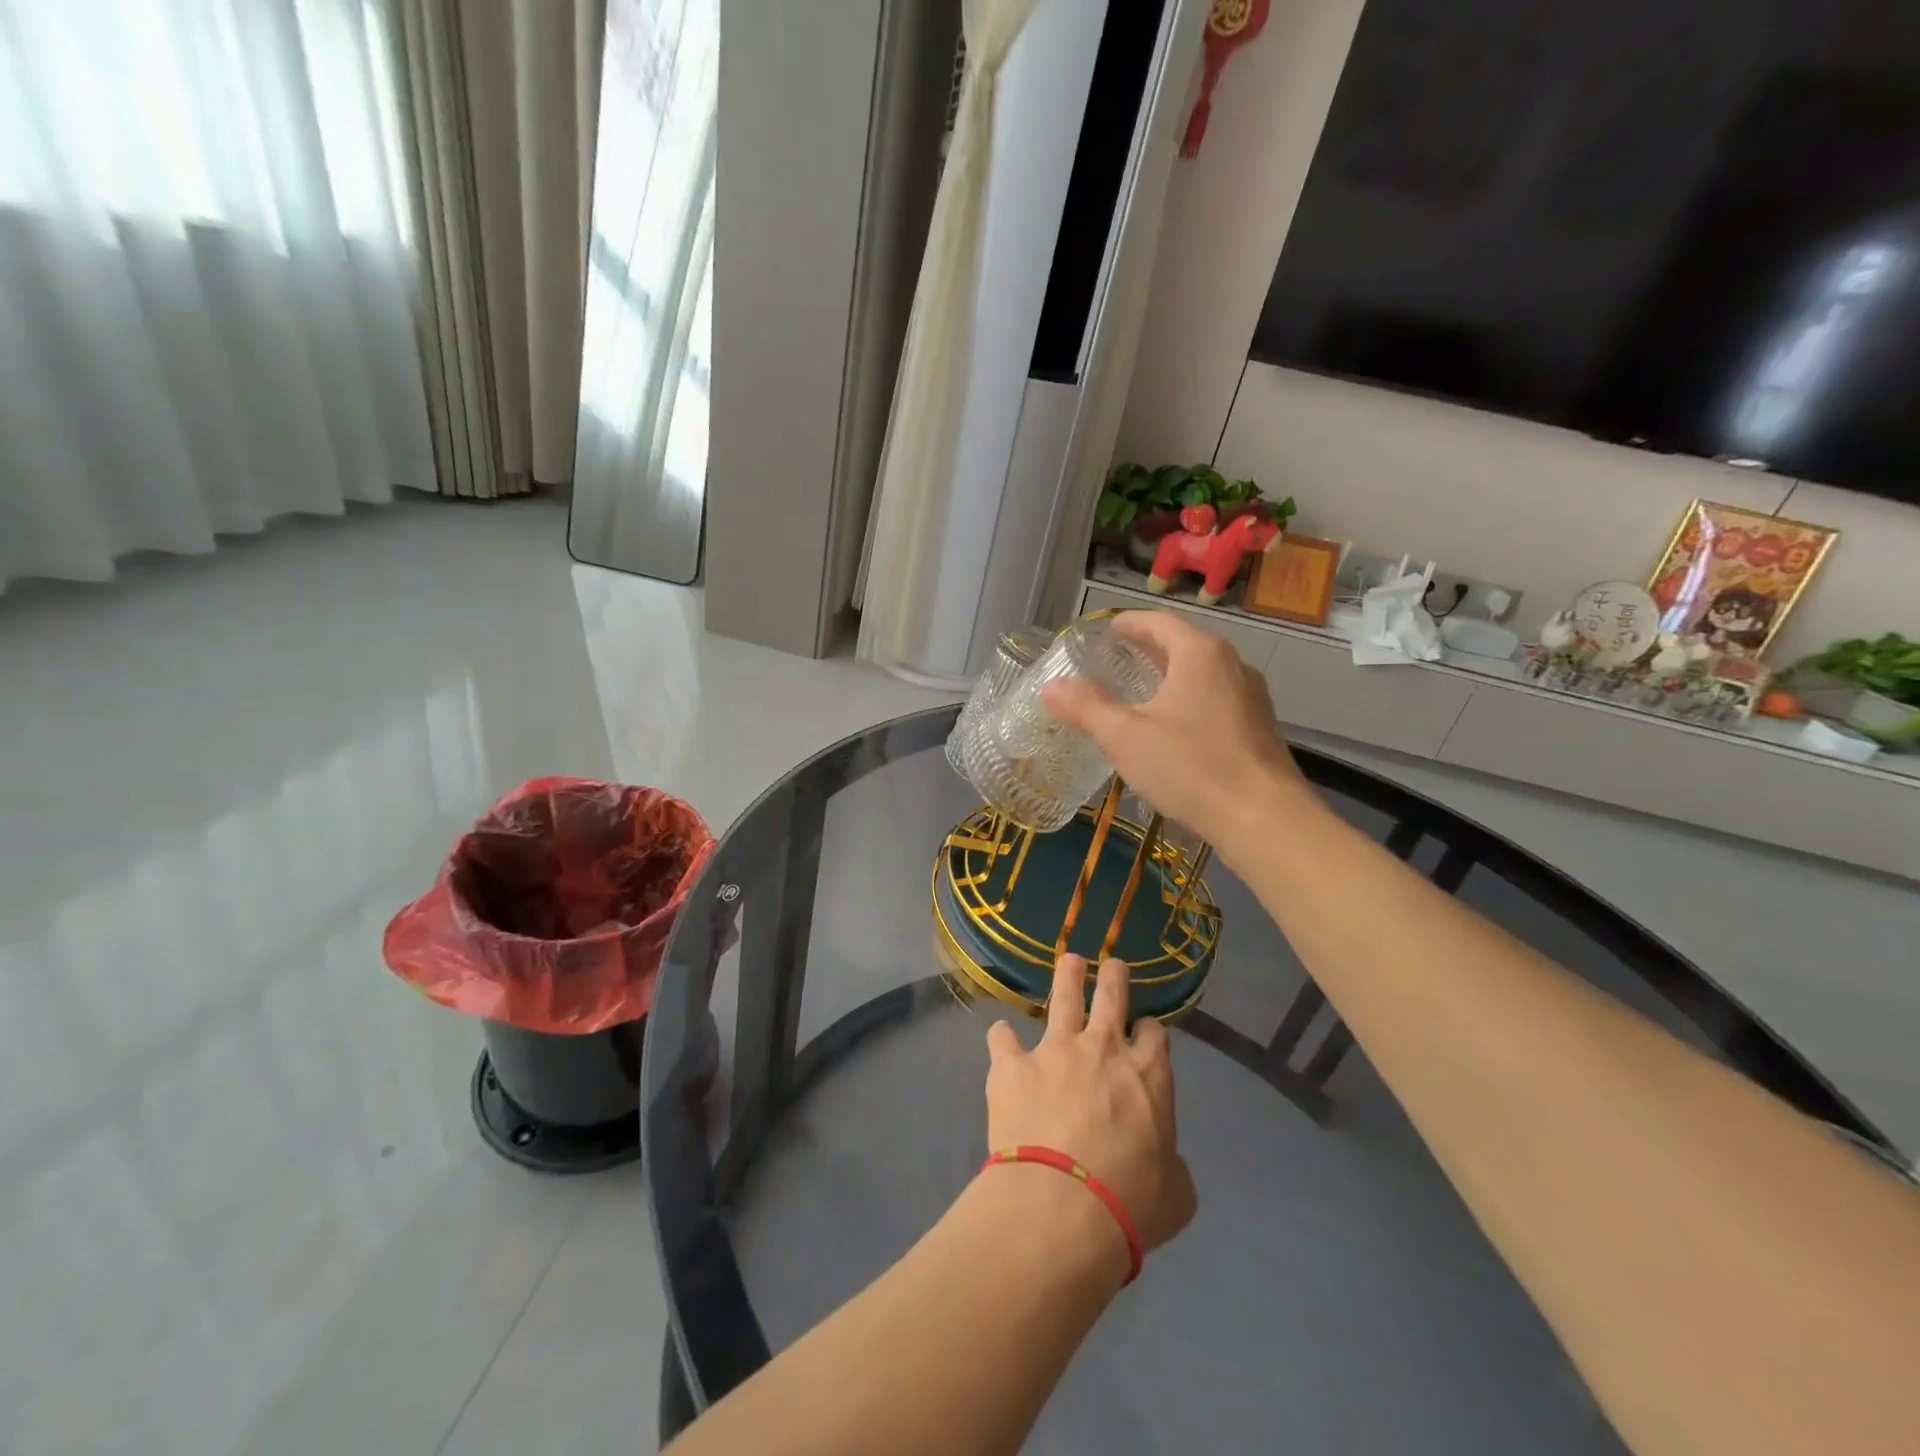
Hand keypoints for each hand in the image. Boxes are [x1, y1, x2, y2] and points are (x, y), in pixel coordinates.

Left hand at [984, 954, 1196, 1262]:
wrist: (1062, 1206)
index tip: (1146, 1032)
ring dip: (1068, 975)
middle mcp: (1102, 1049)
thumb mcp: (1175, 1194)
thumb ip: (1172, 1166)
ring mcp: (1054, 1051)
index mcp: (1147, 1076)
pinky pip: (1002, 1039)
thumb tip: (1167, 1164)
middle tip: (1112, 964)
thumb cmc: (1129, 1204)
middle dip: (1114, 976)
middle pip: (1112, 996)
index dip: (1150, 1030)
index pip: (1154, 1034)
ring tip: (1069, 961)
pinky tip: (1001, 1041)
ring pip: (1064, 997)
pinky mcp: (1013, 1065)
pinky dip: (1003, 1039)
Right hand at [1042, 610, 1306, 851]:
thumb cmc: (1191, 766)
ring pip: (1204, 675)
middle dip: (1151, 649)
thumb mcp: (1126, 737)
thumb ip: (1088, 708)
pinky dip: (1191, 701)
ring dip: (1172, 676)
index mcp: (1200, 654)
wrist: (1263, 817)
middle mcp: (1232, 666)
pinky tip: (1175, 728)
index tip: (1110, 629)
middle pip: (1185, 645)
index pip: (1160, 623)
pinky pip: (1217, 700)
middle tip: (1119, 657)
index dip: (1131, 623)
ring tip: (1143, 691)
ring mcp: (1251, 697)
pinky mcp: (1259, 729)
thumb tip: (1052, 687)